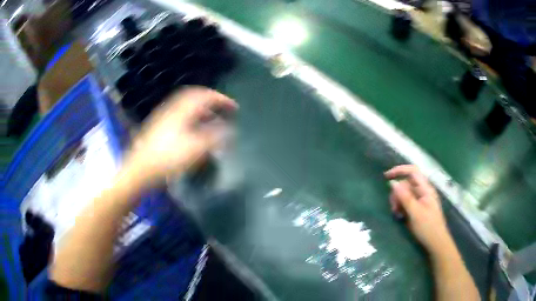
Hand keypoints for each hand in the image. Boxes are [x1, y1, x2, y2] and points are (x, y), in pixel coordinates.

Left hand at [123, 87, 237, 186]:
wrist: (140, 168)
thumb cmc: (168, 158)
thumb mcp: (195, 149)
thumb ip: (215, 138)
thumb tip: (230, 131)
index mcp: (182, 110)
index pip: (205, 95)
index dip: (222, 99)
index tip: (234, 107)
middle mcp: (173, 108)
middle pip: (195, 96)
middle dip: (211, 101)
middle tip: (223, 109)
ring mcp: (164, 116)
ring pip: (187, 105)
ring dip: (202, 109)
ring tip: (212, 119)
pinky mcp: (160, 125)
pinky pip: (181, 114)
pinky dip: (192, 116)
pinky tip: (194, 129)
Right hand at [385, 165, 452, 252]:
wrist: (436, 243)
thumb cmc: (428, 227)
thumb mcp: (415, 213)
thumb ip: (405, 197)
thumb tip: (392, 183)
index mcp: (426, 189)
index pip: (413, 171)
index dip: (400, 170)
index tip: (386, 176)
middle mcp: (423, 191)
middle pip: (406, 184)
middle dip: (397, 193)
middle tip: (393, 207)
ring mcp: (420, 200)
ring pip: (404, 193)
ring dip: (397, 201)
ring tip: (396, 213)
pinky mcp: (417, 208)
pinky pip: (406, 202)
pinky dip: (400, 207)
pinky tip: (399, 216)